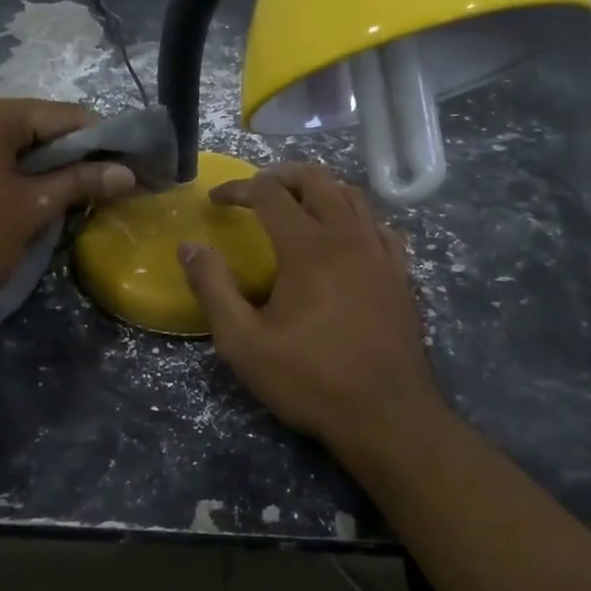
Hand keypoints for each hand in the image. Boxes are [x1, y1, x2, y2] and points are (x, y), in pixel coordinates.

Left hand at [0, 96, 135, 322]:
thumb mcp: (31, 208)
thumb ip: (79, 183)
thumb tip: (126, 172)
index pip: (66, 115)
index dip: (104, 140)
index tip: (131, 165)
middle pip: (39, 126)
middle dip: (75, 156)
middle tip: (107, 185)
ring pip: (14, 145)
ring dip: (47, 168)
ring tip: (75, 197)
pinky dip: (17, 176)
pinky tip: (33, 201)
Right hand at [179, 162, 445, 454]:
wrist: (386, 415)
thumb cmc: (310, 379)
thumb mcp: (243, 342)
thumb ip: (213, 288)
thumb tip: (190, 247)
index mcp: (308, 246)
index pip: (269, 193)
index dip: (238, 188)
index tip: (215, 200)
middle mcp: (348, 236)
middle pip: (316, 179)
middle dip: (281, 175)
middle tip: (256, 189)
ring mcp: (380, 253)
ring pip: (353, 196)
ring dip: (320, 189)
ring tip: (296, 204)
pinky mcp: (400, 275)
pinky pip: (380, 226)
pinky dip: (356, 216)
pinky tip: (346, 235)